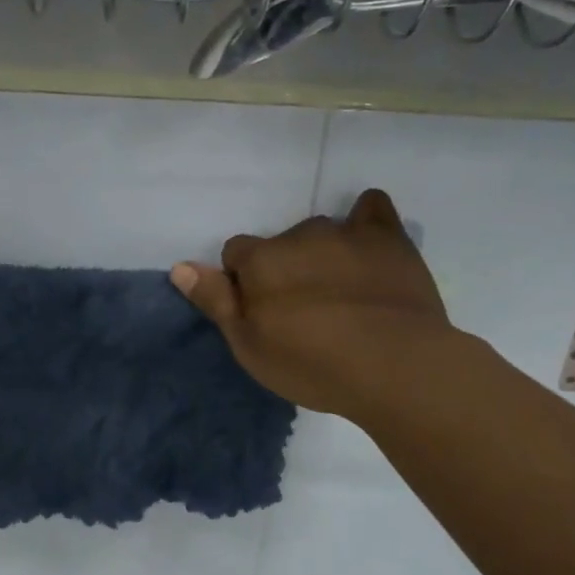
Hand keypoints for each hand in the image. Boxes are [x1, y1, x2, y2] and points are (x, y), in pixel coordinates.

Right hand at [171, 189, 459, 422]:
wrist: (394, 365)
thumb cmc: (312, 363)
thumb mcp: (249, 346)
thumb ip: (215, 301)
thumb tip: (180, 266)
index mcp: (260, 260)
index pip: (236, 254)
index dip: (244, 282)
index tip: (262, 312)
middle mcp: (298, 235)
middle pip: (280, 244)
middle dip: (285, 269)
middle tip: (305, 312)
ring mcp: (345, 232)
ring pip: (321, 233)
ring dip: (322, 254)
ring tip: (342, 294)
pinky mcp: (388, 237)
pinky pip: (372, 209)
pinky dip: (366, 221)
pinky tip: (370, 244)